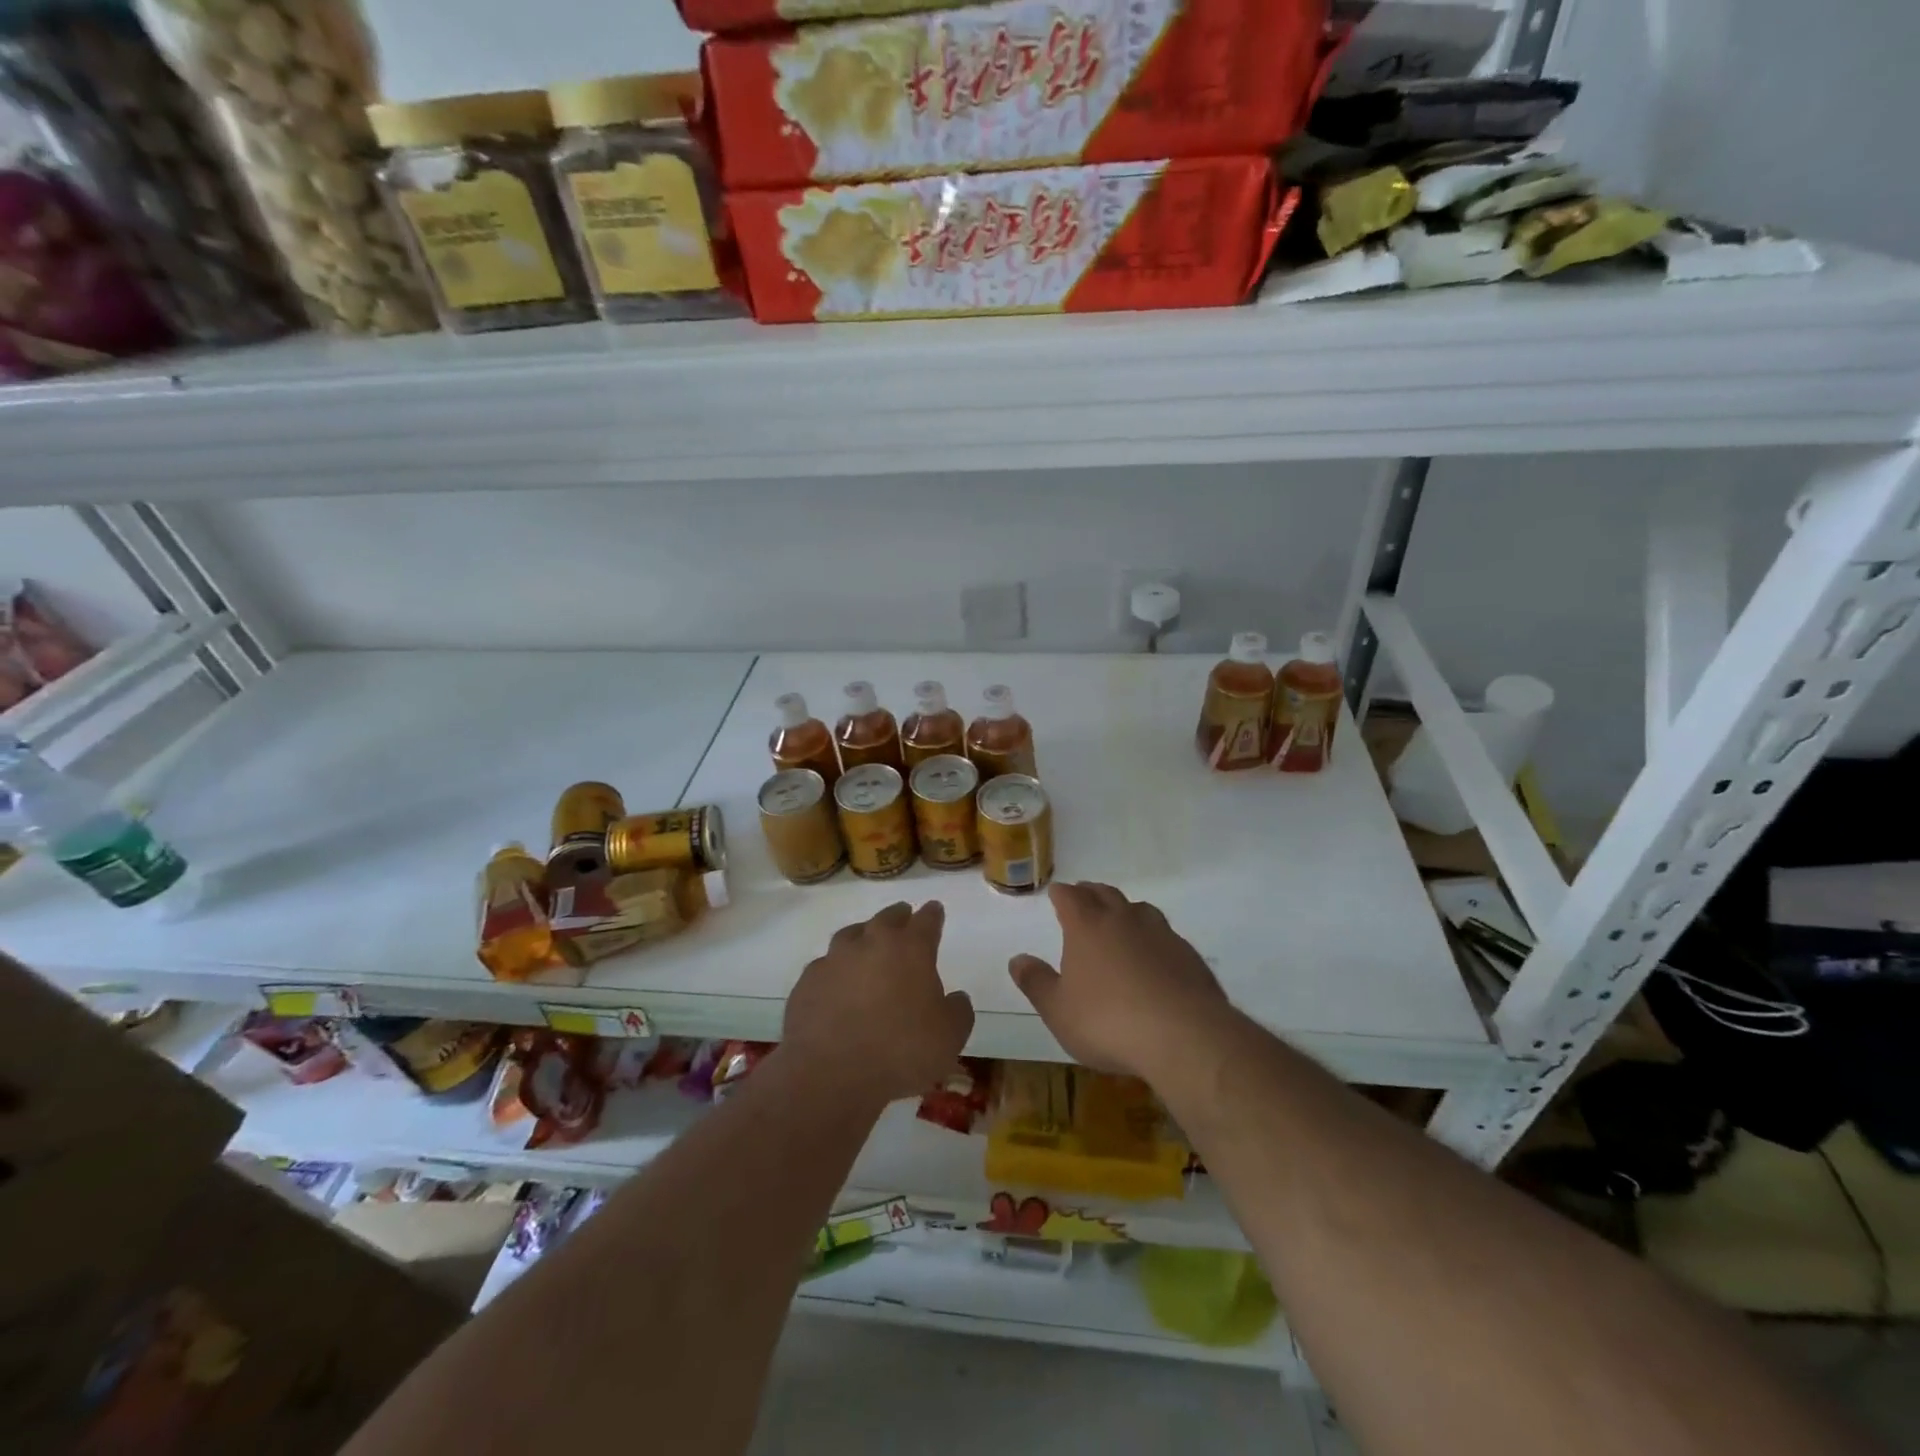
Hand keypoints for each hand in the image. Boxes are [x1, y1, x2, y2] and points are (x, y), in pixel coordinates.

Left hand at [783, 900, 973, 1103]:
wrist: (831, 1074)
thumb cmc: (901, 1052)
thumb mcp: (950, 1037)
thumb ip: (958, 1011)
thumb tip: (956, 998)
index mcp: (910, 949)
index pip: (926, 921)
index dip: (933, 915)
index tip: (934, 909)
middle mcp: (871, 943)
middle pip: (886, 919)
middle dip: (898, 916)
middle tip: (903, 917)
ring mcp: (834, 960)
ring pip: (851, 935)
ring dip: (862, 936)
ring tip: (867, 944)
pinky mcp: (807, 982)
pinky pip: (825, 966)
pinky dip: (835, 970)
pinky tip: (837, 984)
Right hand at [1009, 882, 1232, 1079]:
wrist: (1184, 1036)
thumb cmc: (1108, 1022)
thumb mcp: (1059, 1010)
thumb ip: (1036, 982)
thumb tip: (1017, 959)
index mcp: (1087, 926)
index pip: (1070, 897)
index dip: (1061, 894)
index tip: (1056, 892)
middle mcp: (1123, 920)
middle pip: (1105, 894)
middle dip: (1090, 892)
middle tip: (1083, 894)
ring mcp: (1160, 933)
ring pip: (1139, 909)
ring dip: (1124, 909)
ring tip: (1119, 917)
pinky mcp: (1188, 954)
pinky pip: (1164, 934)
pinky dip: (1152, 936)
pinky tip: (1153, 954)